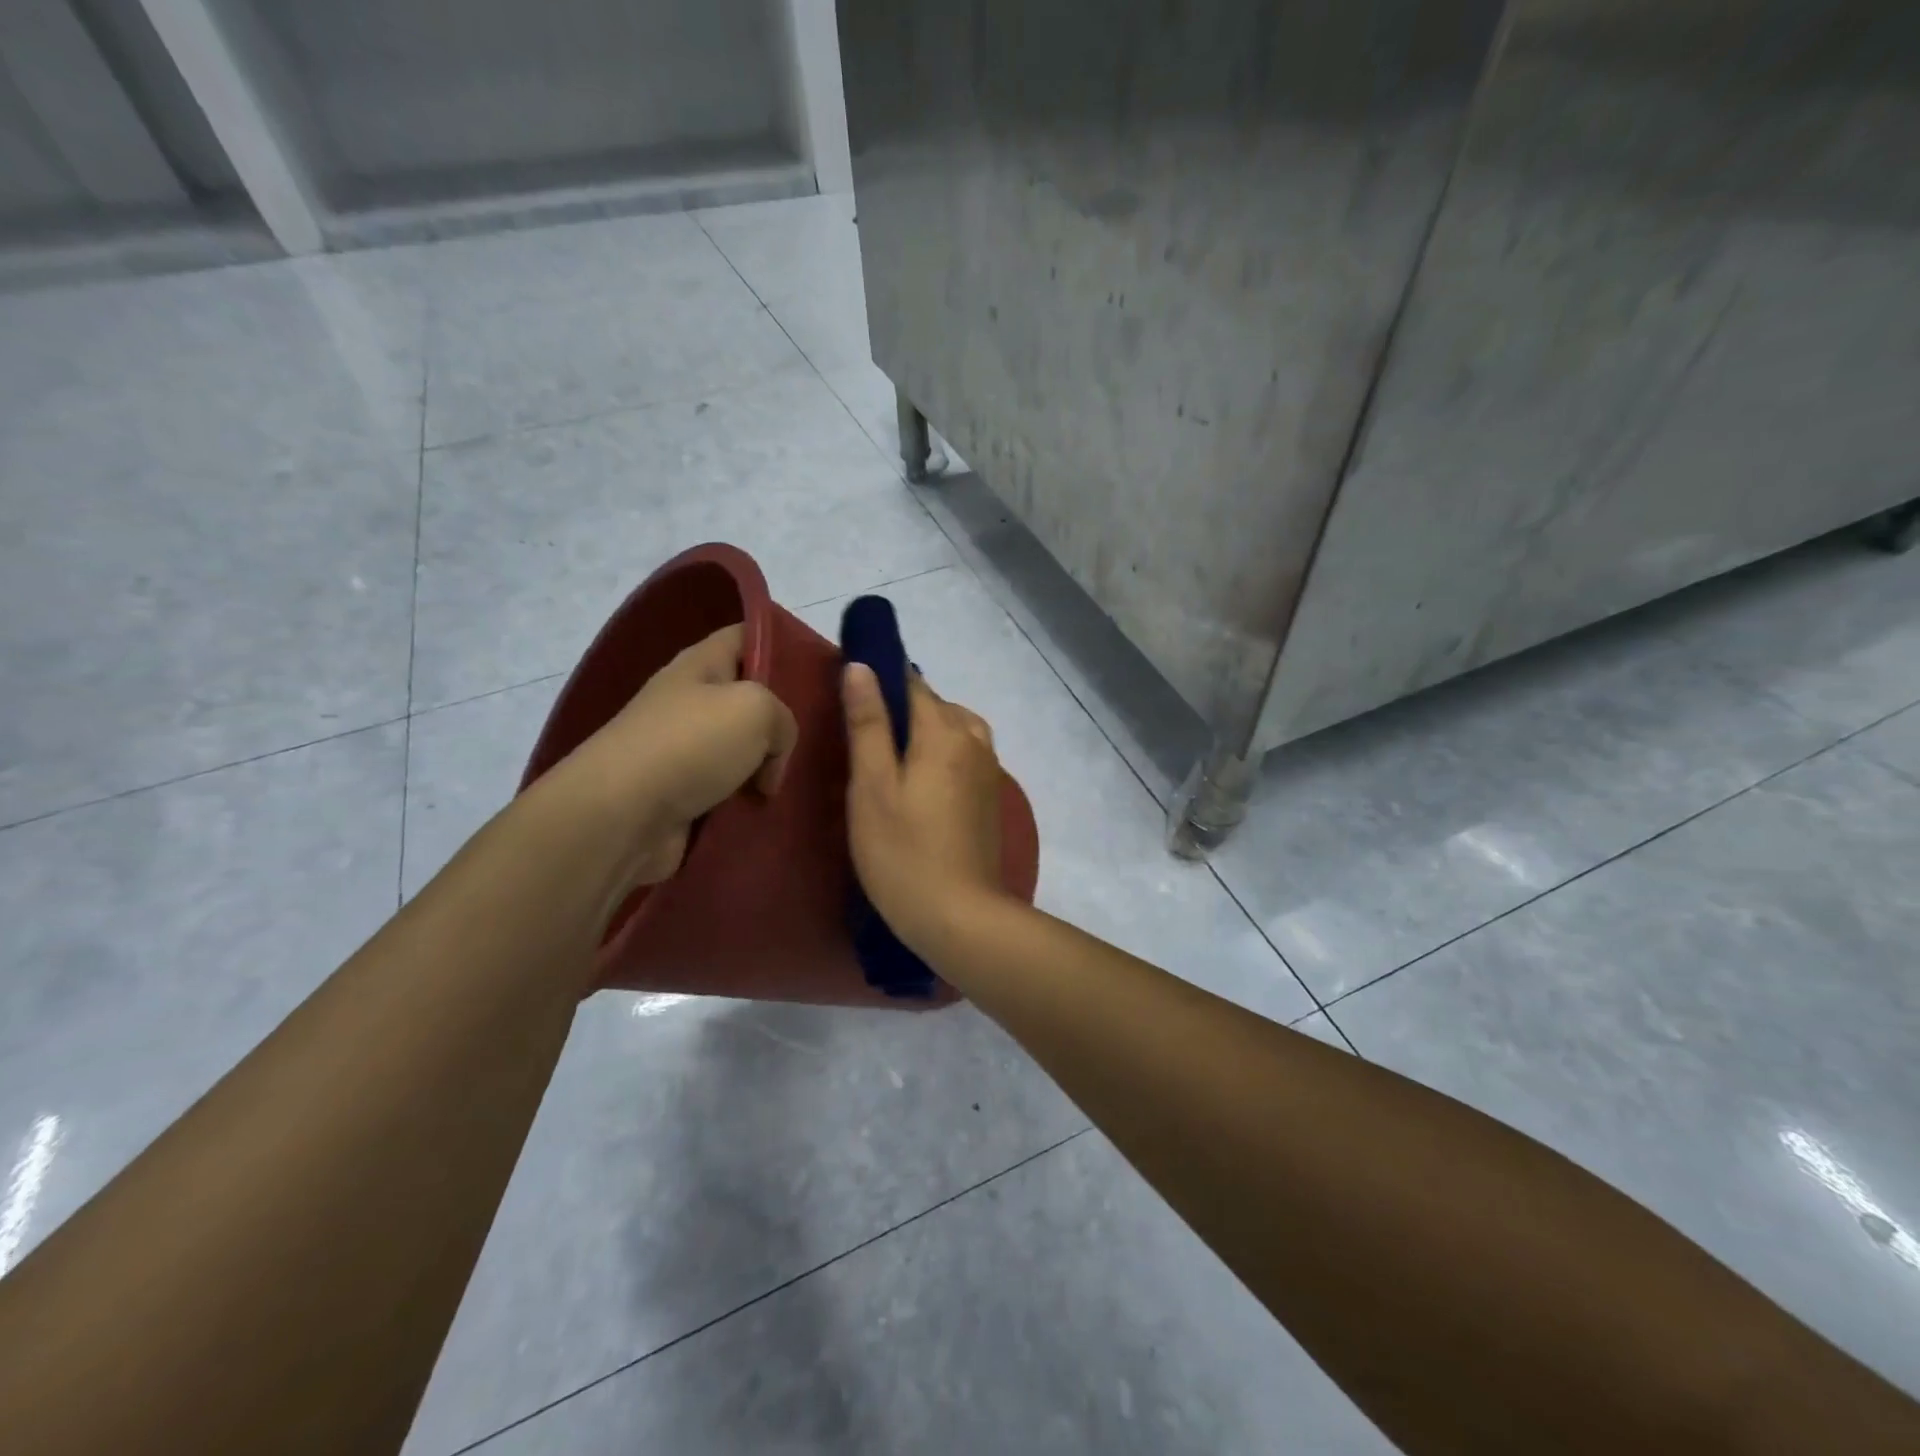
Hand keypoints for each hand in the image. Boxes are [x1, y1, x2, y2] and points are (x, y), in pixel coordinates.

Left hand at [546, 624, 796, 891]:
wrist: (621, 815)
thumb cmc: (690, 744)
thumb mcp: (757, 709)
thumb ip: (784, 720)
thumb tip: (768, 761)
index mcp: (700, 665)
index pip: (745, 636)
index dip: (781, 644)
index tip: (817, 668)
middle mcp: (689, 701)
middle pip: (748, 697)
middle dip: (781, 716)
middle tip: (819, 734)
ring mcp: (682, 749)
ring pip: (741, 749)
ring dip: (766, 765)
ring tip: (798, 778)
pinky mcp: (680, 794)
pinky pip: (727, 789)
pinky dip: (747, 799)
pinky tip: (770, 808)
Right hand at [843, 663, 1006, 955]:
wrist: (960, 916)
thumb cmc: (903, 852)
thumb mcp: (872, 786)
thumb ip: (868, 723)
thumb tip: (862, 667)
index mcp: (945, 731)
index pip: (911, 683)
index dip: (881, 678)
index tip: (852, 691)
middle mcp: (974, 740)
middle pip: (935, 705)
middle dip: (901, 708)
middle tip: (861, 735)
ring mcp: (988, 770)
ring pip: (954, 728)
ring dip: (924, 731)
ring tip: (889, 758)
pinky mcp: (989, 796)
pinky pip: (964, 754)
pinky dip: (941, 753)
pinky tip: (918, 781)